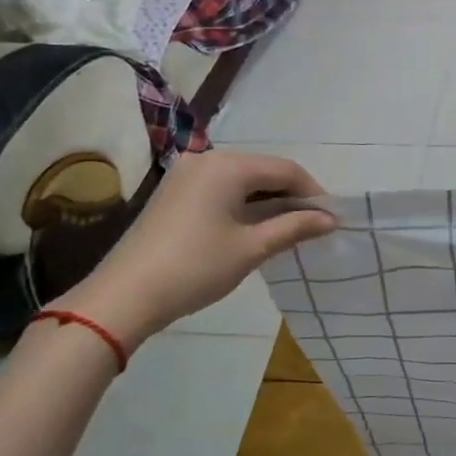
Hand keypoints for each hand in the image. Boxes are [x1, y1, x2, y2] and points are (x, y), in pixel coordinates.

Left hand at [48, 150, 334, 348]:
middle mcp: (207, 160)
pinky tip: (254, 228)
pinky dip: (244, 205)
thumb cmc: (196, 267)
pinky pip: (221, 190)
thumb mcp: (252, 248)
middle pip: (263, 171)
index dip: (313, 192)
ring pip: (242, 181)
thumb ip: (294, 227)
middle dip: (291, 196)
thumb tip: (330, 219)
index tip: (332, 218)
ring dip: (268, 202)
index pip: (285, 169)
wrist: (124, 296)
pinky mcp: (174, 194)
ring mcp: (186, 175)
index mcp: (228, 166)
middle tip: (313, 225)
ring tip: (289, 230)